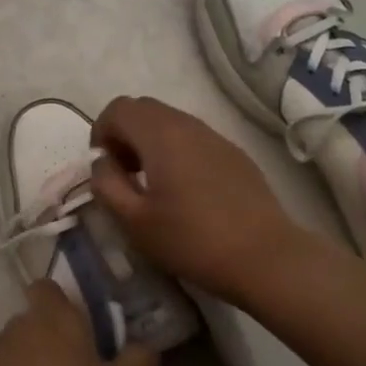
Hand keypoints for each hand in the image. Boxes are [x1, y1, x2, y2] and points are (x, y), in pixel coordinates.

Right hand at [90, 95, 304, 305]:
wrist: (264, 258)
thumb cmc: (191, 241)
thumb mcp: (134, 221)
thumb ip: (106, 184)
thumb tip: (102, 162)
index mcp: (160, 135)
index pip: (118, 108)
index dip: (101, 132)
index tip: (104, 168)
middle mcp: (188, 125)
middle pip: (143, 108)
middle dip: (124, 134)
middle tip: (124, 174)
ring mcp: (215, 137)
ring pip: (170, 122)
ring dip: (150, 143)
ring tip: (152, 184)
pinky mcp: (234, 154)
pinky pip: (194, 138)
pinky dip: (176, 151)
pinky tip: (185, 192)